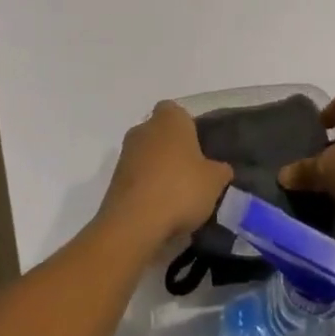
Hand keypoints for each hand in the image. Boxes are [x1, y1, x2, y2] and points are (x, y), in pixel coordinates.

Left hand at [98, 101, 232, 250]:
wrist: (134, 224)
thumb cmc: (180, 189)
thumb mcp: (215, 181)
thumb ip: (220, 170)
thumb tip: (220, 169)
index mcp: (169, 119)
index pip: (176, 110)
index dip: (188, 126)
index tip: (199, 147)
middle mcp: (144, 129)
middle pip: (160, 133)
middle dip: (172, 149)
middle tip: (191, 173)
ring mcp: (125, 155)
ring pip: (147, 156)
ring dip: (158, 170)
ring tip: (177, 197)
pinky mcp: (114, 181)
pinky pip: (137, 179)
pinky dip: (146, 189)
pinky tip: (160, 210)